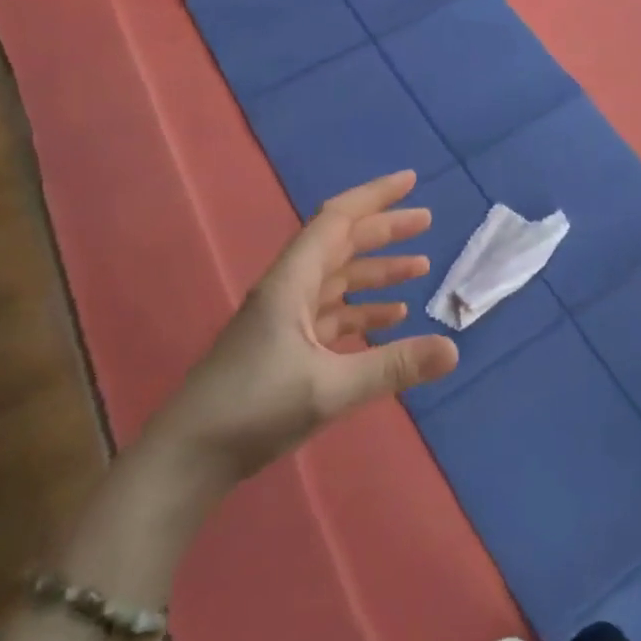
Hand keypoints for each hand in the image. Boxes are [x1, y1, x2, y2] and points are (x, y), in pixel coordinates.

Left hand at [155, 171, 459, 479]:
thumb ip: (392, 366)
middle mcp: (287, 291)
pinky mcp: (284, 348)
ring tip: (419, 269)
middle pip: (340, 245)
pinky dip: (362, 310)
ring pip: (338, 280)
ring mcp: (284, 320)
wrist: (187, 458)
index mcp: (291, 283)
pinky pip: (332, 314)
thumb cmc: (253, 410)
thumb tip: (453, 348)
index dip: (374, 197)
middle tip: (426, 222)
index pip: (336, 220)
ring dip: (376, 271)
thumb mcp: (329, 388)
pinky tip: (390, 319)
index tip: (411, 181)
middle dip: (383, 231)